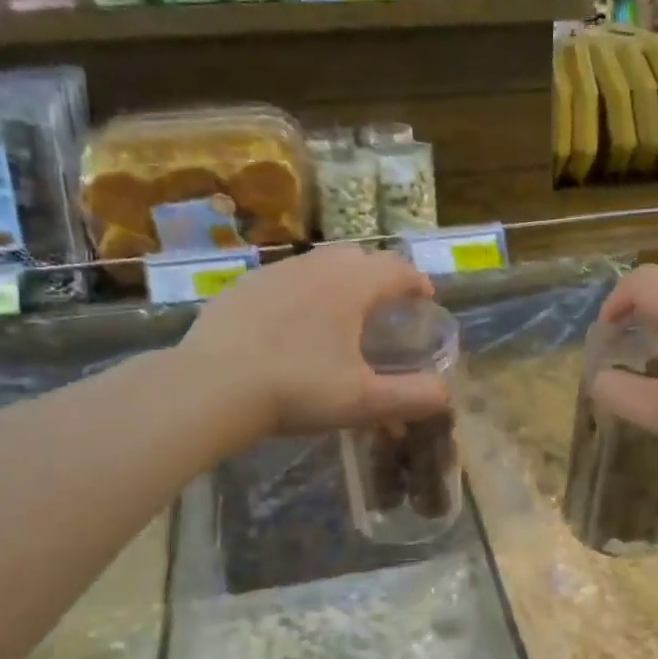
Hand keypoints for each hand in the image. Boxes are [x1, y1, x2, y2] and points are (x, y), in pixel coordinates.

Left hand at [179, 246, 449, 440]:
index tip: (425, 298)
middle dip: (378, 275)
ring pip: (318, 263)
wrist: (211, 386)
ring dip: (339, 279)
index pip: (396, 269)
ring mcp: (274, 273)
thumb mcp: (362, 401)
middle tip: (385, 304)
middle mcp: (316, 267)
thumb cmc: (297, 389)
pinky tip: (291, 321)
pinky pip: (284, 278)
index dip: (416, 281)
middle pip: (358, 257)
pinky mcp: (242, 286)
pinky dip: (301, 290)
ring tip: (340, 310)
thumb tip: (446, 395)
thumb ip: (410, 397)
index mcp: (351, 286)